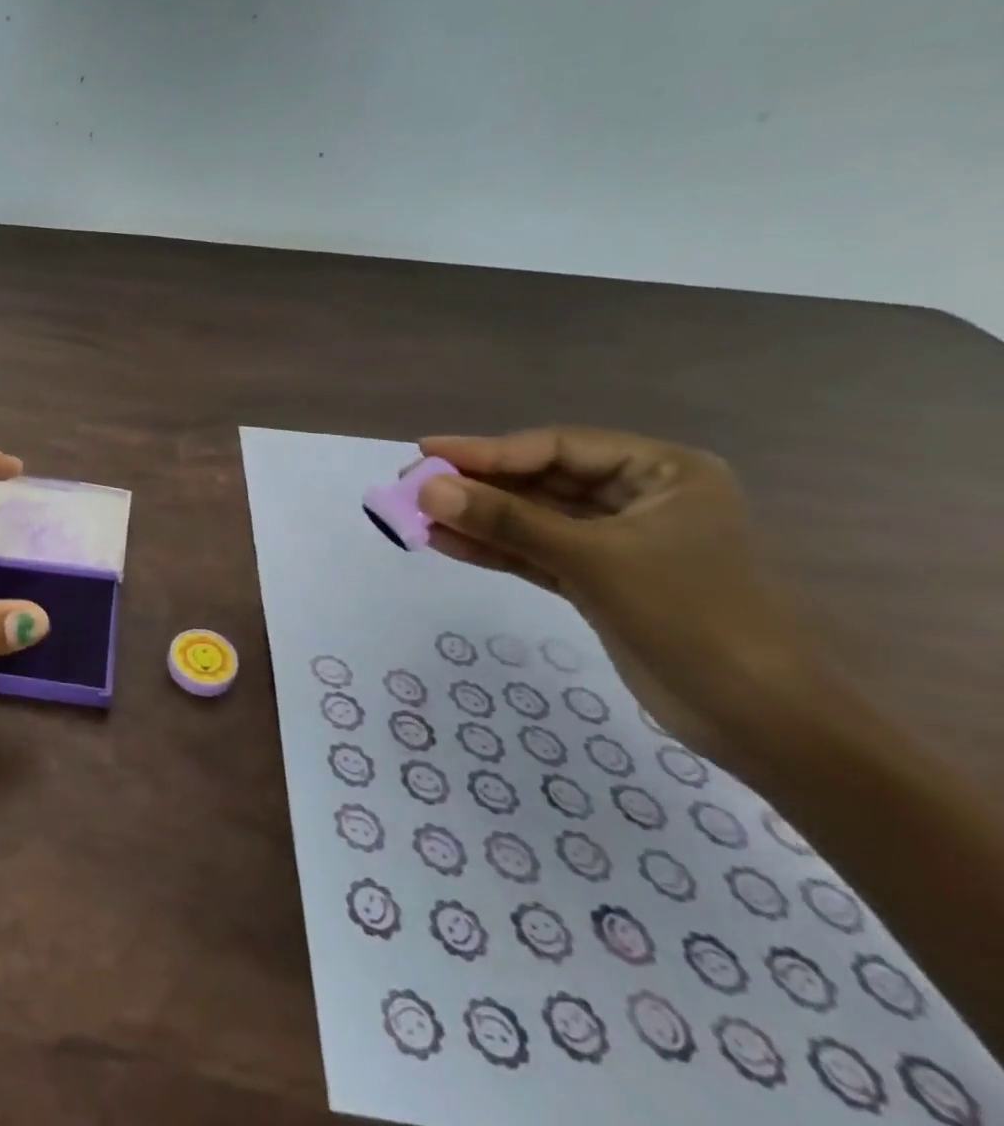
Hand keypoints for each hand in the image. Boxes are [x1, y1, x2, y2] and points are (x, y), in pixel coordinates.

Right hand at [413, 428, 823, 770]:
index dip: (488, 450)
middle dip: (477, 486)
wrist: (758, 721)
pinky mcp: (601, 580)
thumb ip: (507, 520)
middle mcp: (640, 498)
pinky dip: (494, 549)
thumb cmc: (691, 617)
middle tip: (412, 483)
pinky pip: (537, 553)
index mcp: (662, 472)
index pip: (557, 448)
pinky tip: (445, 543)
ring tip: (414, 515)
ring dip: (478, 519)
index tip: (427, 450)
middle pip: (541, 481)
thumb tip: (426, 488)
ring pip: (533, 519)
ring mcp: (619, 542)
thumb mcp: (592, 559)